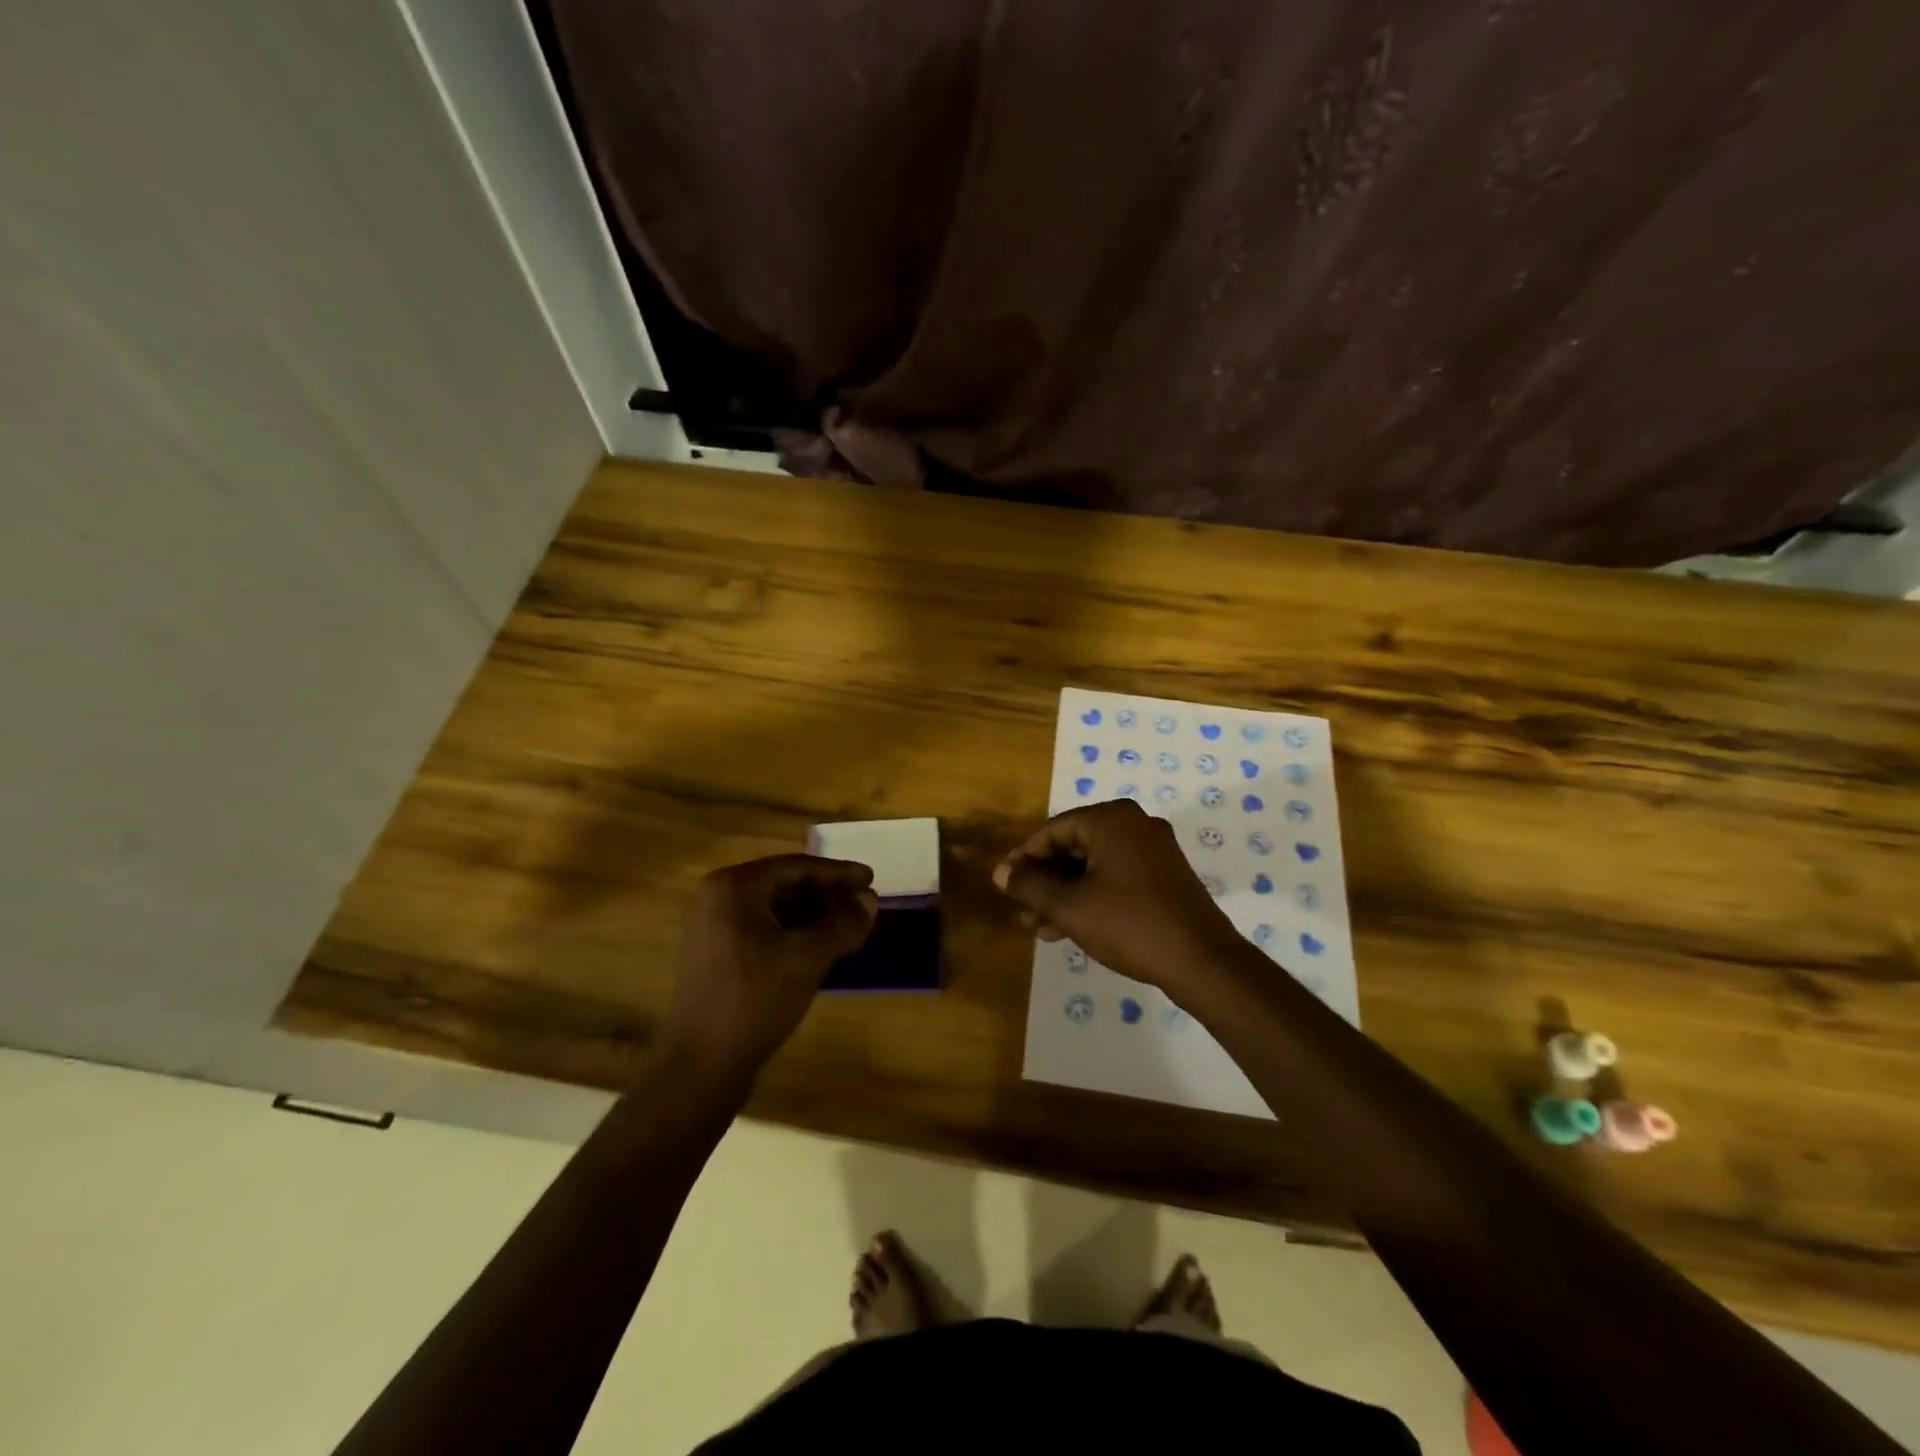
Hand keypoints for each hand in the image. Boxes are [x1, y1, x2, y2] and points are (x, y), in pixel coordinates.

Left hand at [662, 854, 877, 1090]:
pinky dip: (793, 934)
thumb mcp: (808, 957)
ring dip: (813, 916)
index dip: (838, 873)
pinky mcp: (715, 956)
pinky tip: (820, 949)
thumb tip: (870, 900)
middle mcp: (717, 898)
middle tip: (863, 906)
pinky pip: (762, 931)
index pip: (797, 867)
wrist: (700, 1066)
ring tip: (848, 929)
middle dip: (827, 896)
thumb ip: (843, 923)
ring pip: (774, 910)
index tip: (872, 879)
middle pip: (784, 885)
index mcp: (734, 887)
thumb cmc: (755, 999)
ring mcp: (712, 928)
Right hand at [993, 799, 1244, 1000]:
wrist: (1202, 961)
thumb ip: (1030, 885)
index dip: (1024, 858)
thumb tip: (1000, 872)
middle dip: (1044, 881)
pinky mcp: (1165, 876)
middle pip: (1074, 847)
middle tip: (1021, 910)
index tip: (1004, 884)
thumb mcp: (1069, 906)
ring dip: (1064, 894)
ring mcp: (1154, 850)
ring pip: (1094, 866)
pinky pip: (1116, 877)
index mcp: (1112, 820)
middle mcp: (1135, 825)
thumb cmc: (1129, 924)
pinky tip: (1069, 928)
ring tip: (1039, 927)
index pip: (1053, 830)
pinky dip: (1091, 897)